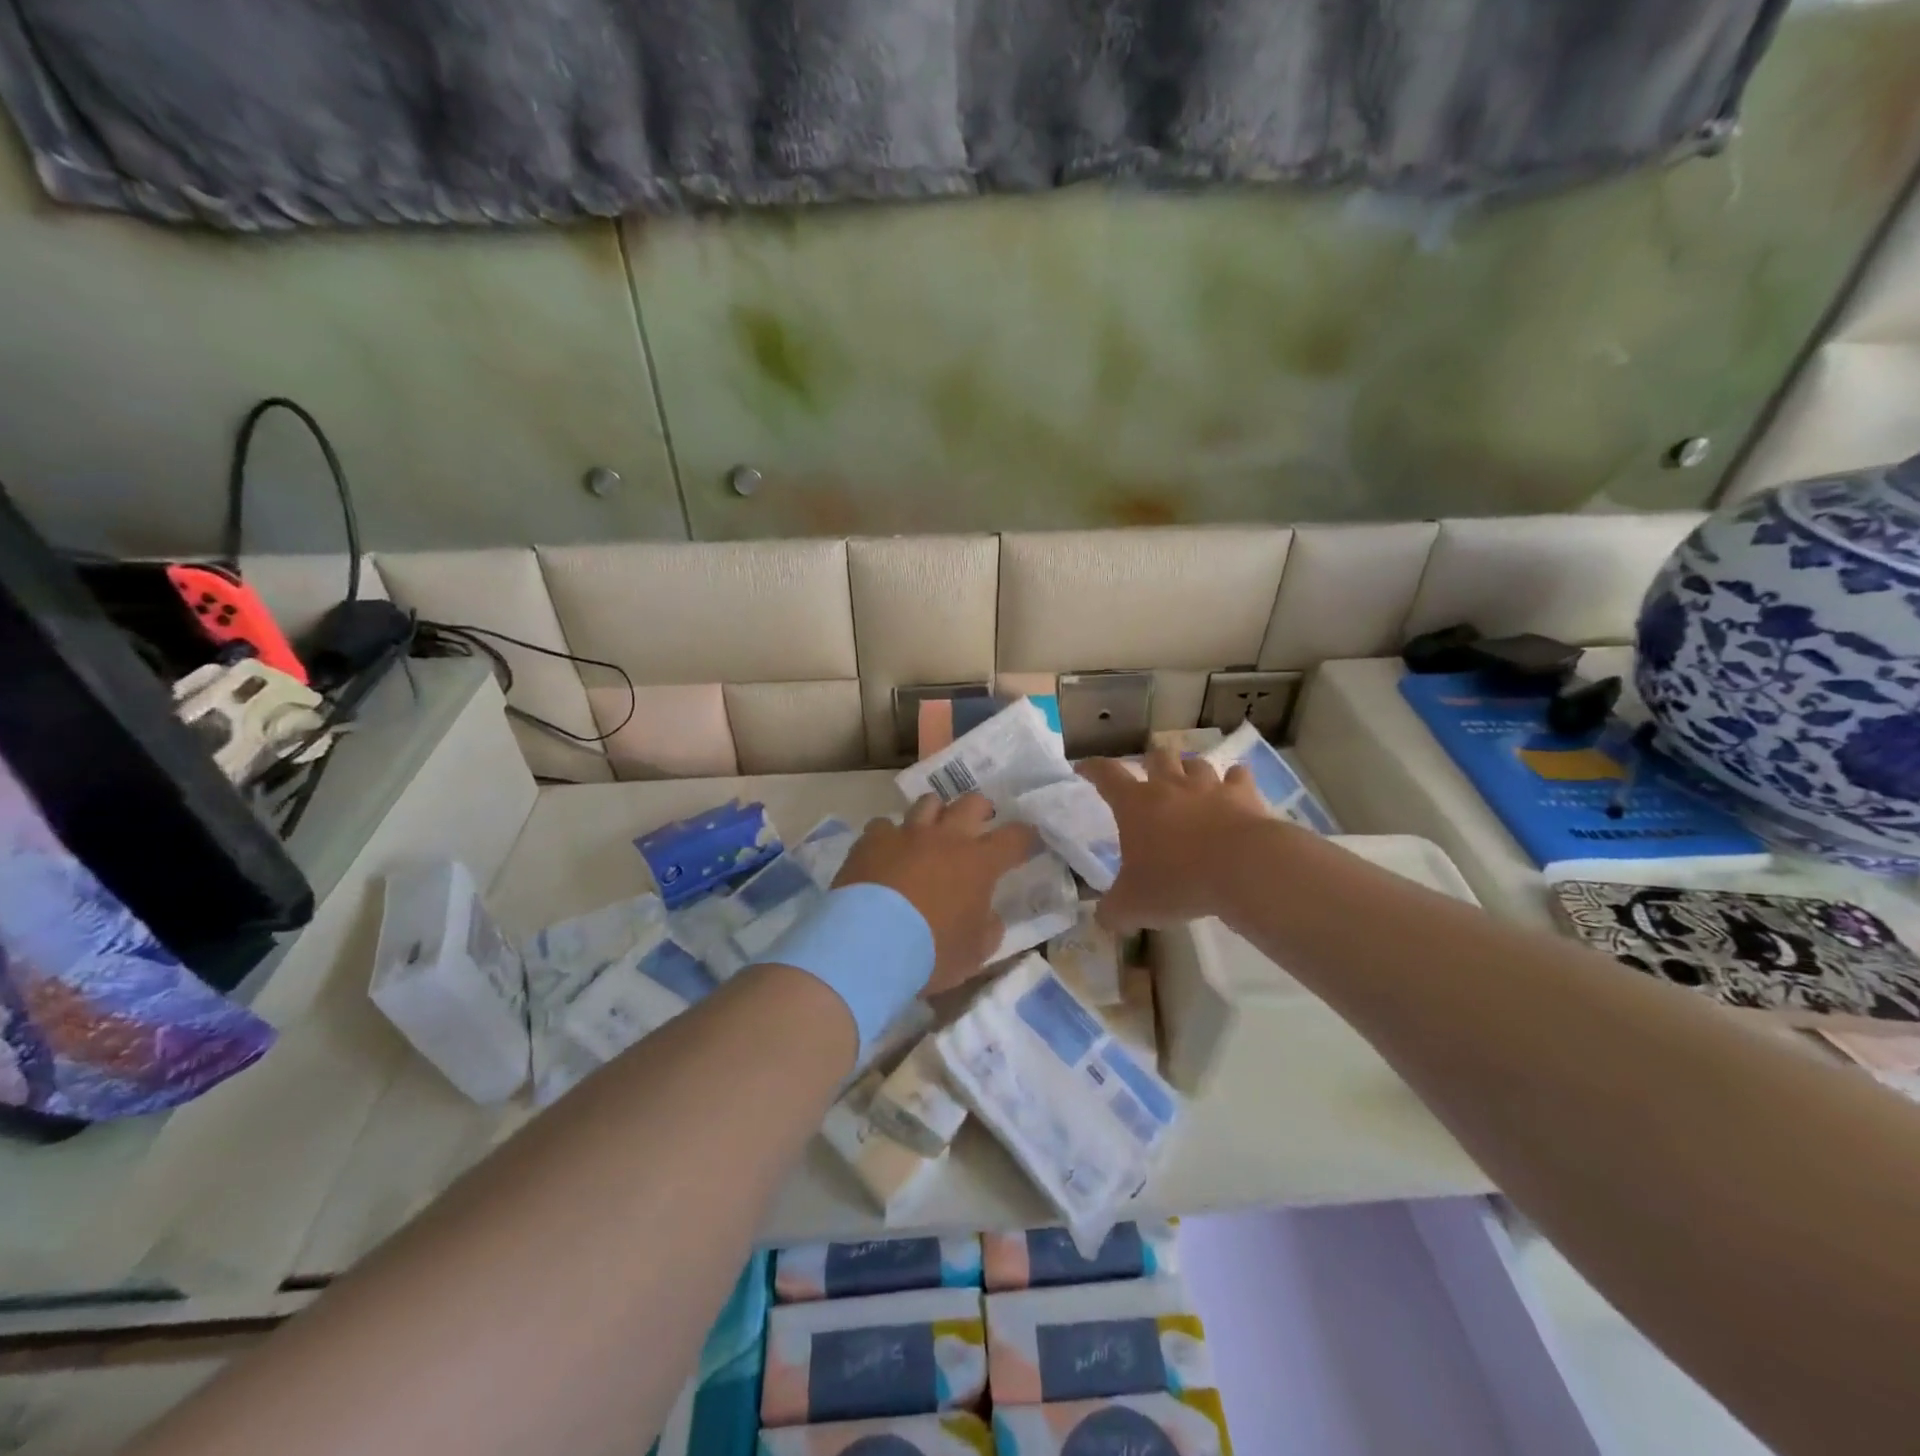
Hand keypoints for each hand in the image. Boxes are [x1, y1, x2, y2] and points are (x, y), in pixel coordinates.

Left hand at [834, 794, 1037, 993]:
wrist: (868, 944)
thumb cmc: (931, 951)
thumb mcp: (974, 953)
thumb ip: (988, 929)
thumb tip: (990, 917)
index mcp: (979, 862)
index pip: (1014, 837)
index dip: (1025, 837)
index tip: (1028, 841)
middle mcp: (946, 837)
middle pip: (971, 803)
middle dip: (981, 809)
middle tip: (980, 822)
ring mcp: (907, 834)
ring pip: (928, 803)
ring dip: (936, 813)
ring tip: (932, 829)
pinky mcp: (872, 841)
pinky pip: (884, 826)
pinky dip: (889, 836)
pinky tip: (886, 850)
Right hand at [1077, 748, 1276, 930]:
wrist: (1242, 869)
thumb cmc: (1178, 881)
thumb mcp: (1133, 906)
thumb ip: (1114, 911)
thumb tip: (1104, 918)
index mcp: (1135, 804)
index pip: (1106, 775)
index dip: (1092, 769)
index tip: (1084, 768)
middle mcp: (1170, 786)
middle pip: (1156, 757)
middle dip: (1150, 762)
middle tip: (1149, 776)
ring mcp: (1209, 787)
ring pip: (1196, 764)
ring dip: (1190, 770)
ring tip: (1190, 782)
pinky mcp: (1244, 795)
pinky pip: (1238, 776)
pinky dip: (1234, 780)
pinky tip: (1234, 789)